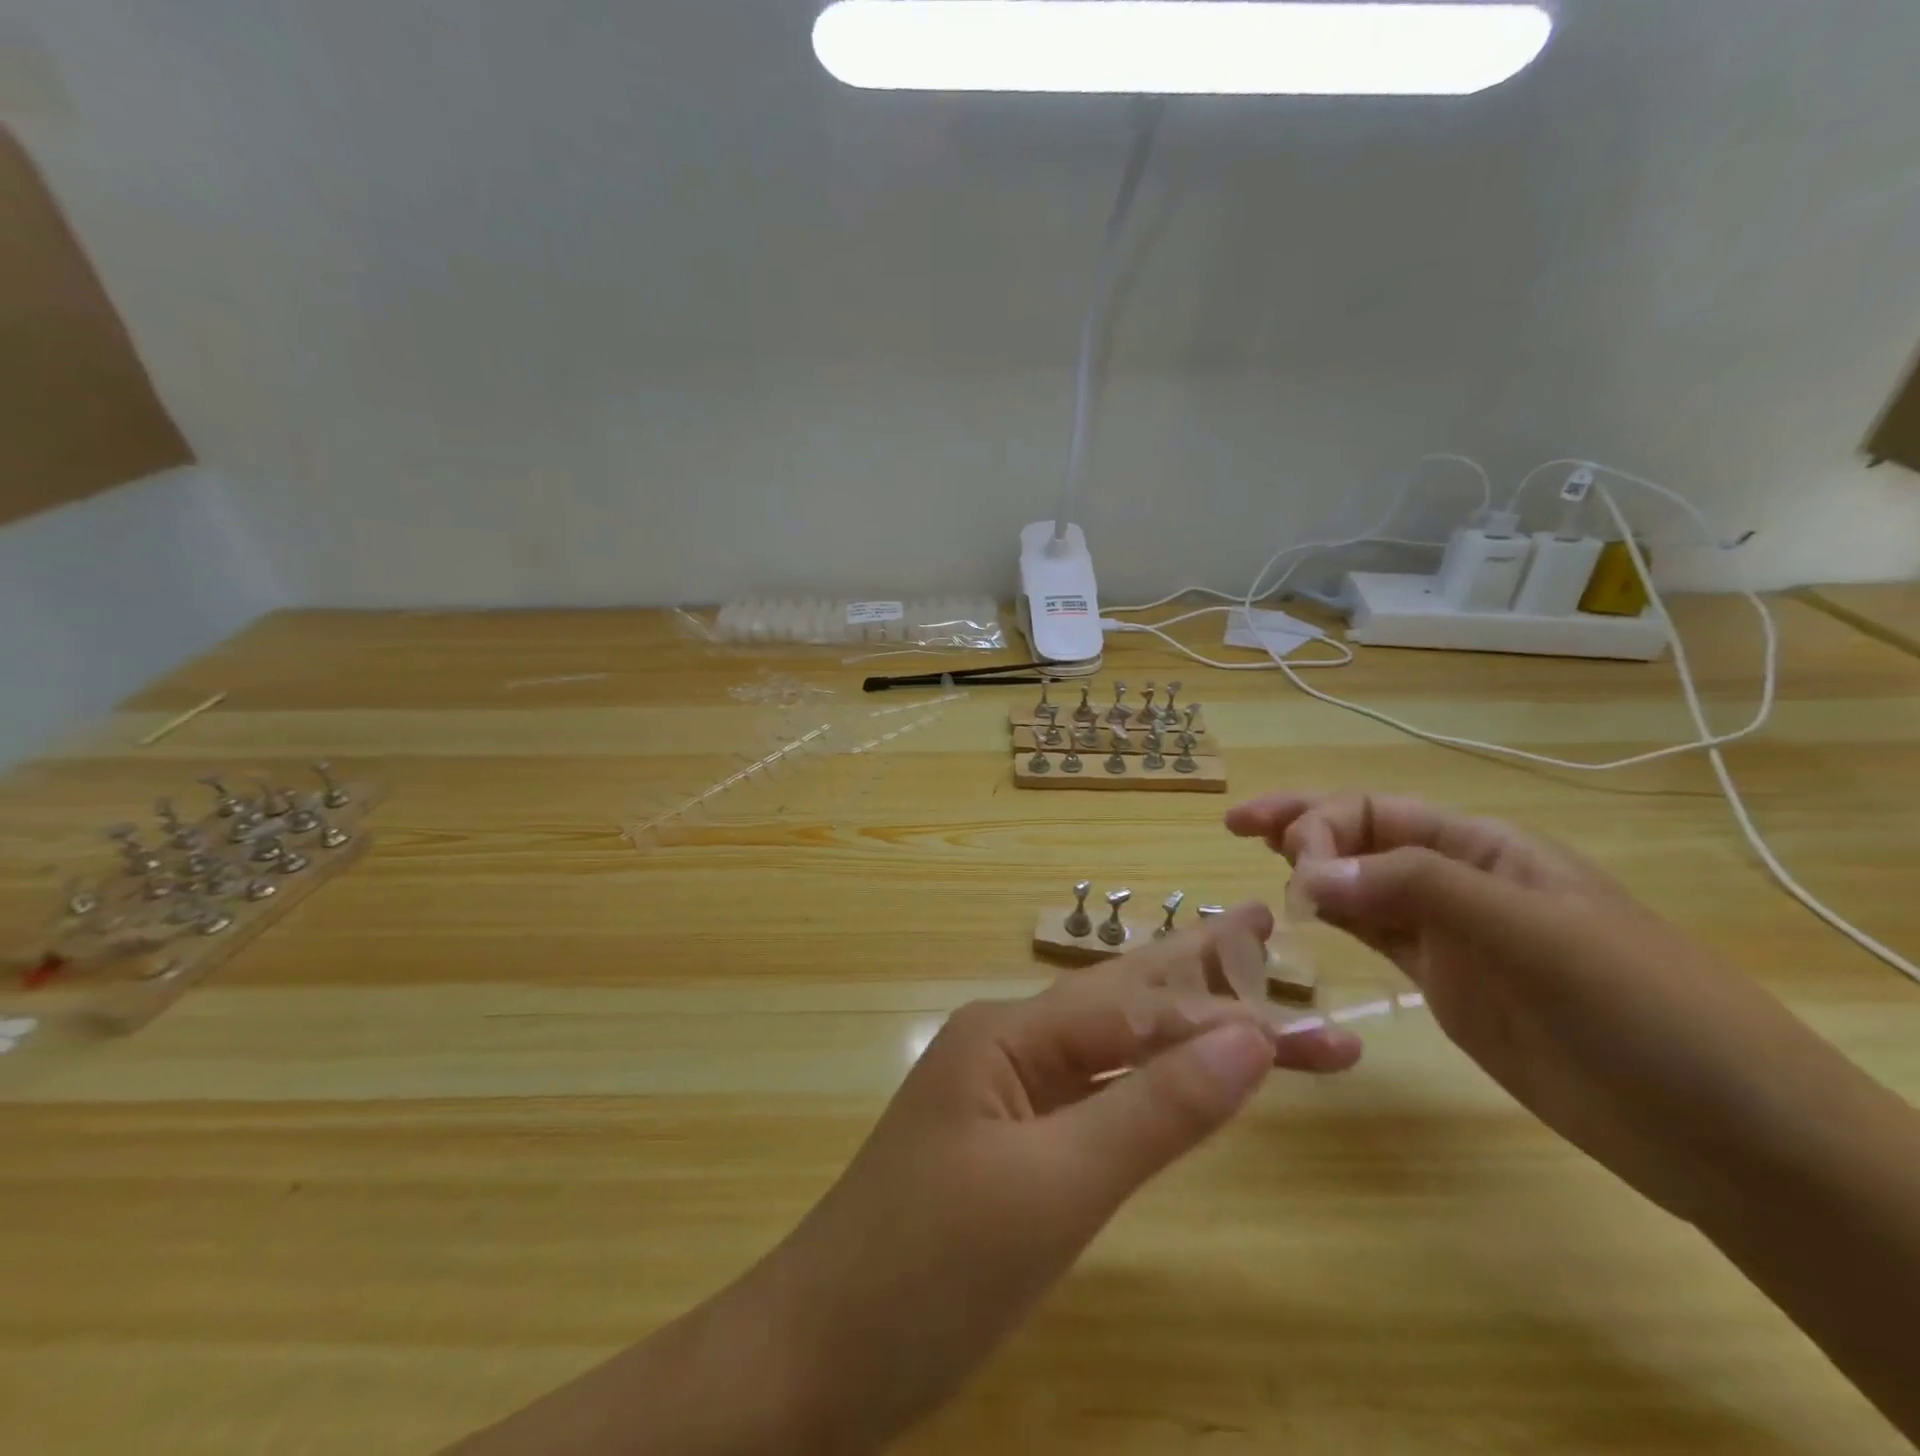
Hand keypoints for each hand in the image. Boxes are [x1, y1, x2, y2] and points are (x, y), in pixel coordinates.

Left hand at [732, 903, 1360, 1451]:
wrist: (812, 1357)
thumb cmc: (929, 1269)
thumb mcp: (1054, 1189)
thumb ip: (1154, 1111)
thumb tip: (1250, 1037)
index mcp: (1008, 1033)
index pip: (1139, 1010)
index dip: (1228, 1014)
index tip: (1322, 1028)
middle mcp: (1005, 1045)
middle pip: (1121, 1002)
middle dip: (1199, 974)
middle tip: (1262, 927)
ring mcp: (1001, 1095)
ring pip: (1107, 1048)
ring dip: (1178, 1028)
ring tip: (1238, 992)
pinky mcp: (1004, 1146)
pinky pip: (1088, 1096)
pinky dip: (1142, 1084)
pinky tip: (1169, 1076)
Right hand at [1227, 791, 1869, 1225]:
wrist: (1725, 1135)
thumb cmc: (1642, 1010)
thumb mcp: (1536, 934)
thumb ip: (1420, 888)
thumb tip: (1309, 872)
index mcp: (1485, 849)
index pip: (1378, 813)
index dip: (1322, 825)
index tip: (1291, 871)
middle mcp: (1459, 880)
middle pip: (1361, 838)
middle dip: (1300, 827)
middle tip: (1239, 829)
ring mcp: (1449, 935)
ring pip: (1359, 885)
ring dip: (1309, 872)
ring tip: (1258, 868)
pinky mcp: (1443, 984)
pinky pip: (1372, 936)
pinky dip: (1331, 920)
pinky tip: (1299, 919)